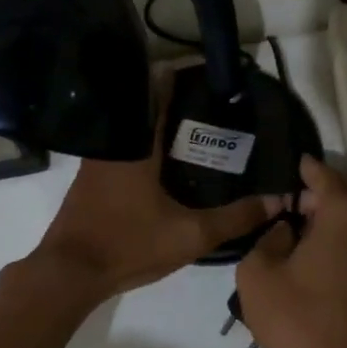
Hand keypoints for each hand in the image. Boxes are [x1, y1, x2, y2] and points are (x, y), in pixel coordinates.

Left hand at [32, 79, 278, 302]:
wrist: (69, 272)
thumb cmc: (128, 244)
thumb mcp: (190, 235)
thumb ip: (234, 218)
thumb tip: (277, 200)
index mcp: (136, 146)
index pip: (157, 95)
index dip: (179, 80)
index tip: (203, 75)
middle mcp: (113, 145)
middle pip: (144, 111)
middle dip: (173, 105)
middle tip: (207, 108)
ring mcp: (96, 163)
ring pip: (131, 133)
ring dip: (155, 128)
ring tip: (190, 133)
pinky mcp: (89, 181)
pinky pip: (121, 152)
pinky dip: (142, 149)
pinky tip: (162, 165)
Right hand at [236, 155, 346, 347]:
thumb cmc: (302, 321)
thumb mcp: (258, 275)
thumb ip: (265, 237)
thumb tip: (284, 229)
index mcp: (346, 210)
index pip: (318, 172)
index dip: (294, 169)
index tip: (272, 169)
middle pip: (340, 192)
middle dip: (310, 196)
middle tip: (277, 209)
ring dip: (326, 220)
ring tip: (292, 235)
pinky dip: (340, 241)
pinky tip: (314, 261)